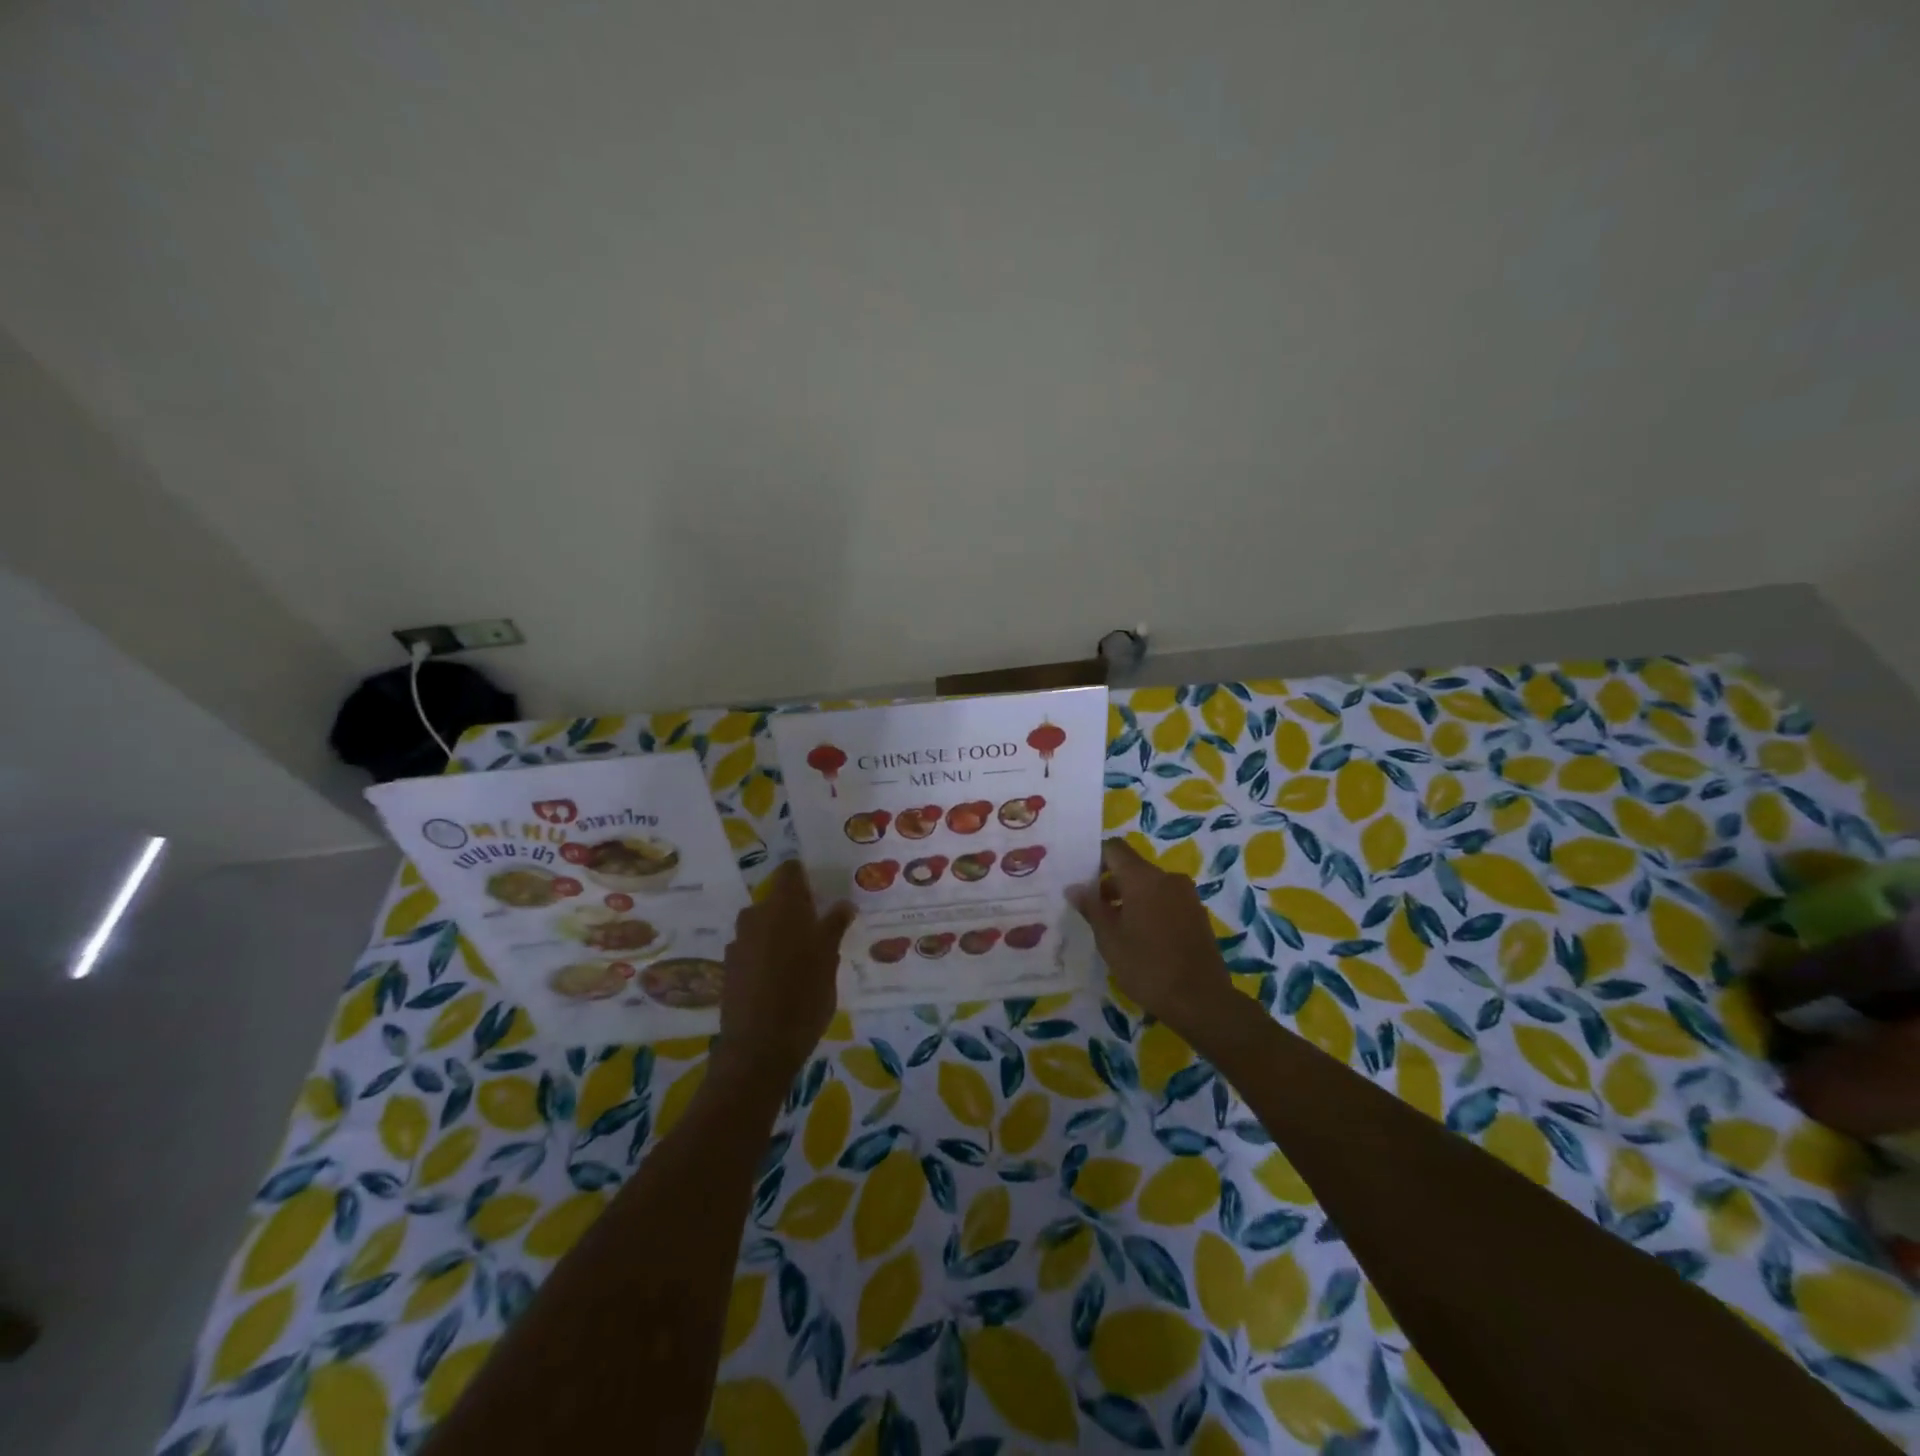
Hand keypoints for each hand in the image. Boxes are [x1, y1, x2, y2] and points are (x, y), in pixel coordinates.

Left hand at [715, 861, 853, 1085]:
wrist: (758, 1048)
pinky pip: (753, 950)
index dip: (804, 877)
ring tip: (802, 959)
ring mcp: (739, 943)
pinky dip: (766, 956)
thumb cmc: (803, 996)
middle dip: (795, 911)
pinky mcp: (729, 968)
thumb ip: (834, 927)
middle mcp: (756, 916)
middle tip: (818, 931)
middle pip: (777, 901)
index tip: (821, 890)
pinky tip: (780, 980)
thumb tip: (843, 904)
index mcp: (783, 907)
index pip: (790, 872)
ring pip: (763, 927)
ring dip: (780, 935)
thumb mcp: (828, 959)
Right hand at [1067, 838, 1233, 1035]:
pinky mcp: (1197, 914)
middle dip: (1110, 883)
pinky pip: (1166, 900)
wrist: (1201, 1001)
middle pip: (1132, 867)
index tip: (1081, 880)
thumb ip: (1091, 907)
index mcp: (1143, 878)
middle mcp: (1168, 878)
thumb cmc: (1147, 967)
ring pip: (1150, 885)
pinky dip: (1149, 909)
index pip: (1114, 848)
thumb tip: (1074, 887)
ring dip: (1130, 898)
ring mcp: (1187, 896)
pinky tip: (1141, 938)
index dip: (1095, 858)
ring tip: (1114, 927)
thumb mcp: (1109, 939)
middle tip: (1091, 910)